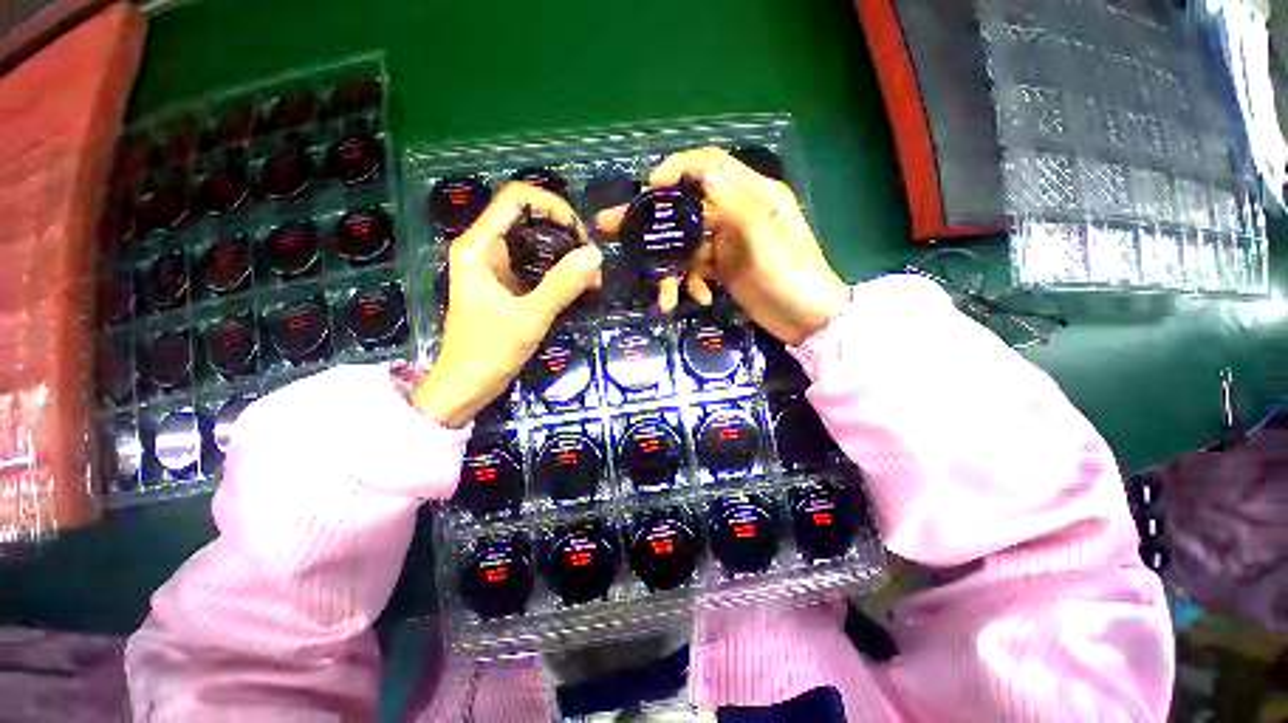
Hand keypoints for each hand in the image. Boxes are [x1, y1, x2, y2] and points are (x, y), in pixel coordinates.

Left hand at [413, 184, 602, 426]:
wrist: (465, 386)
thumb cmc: (488, 352)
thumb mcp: (528, 319)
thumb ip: (561, 286)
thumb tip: (595, 254)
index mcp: (480, 246)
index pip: (516, 198)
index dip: (552, 205)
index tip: (580, 234)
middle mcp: (485, 248)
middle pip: (529, 218)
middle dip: (565, 233)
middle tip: (591, 262)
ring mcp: (495, 267)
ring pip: (534, 242)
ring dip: (565, 254)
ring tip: (590, 278)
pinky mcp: (505, 284)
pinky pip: (535, 265)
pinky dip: (558, 271)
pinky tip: (578, 287)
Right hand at [597, 147, 849, 345]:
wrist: (808, 320)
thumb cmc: (792, 275)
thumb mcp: (764, 236)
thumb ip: (732, 202)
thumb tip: (699, 169)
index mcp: (751, 194)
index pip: (708, 164)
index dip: (676, 169)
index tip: (649, 187)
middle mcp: (735, 213)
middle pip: (686, 206)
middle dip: (653, 221)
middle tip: (612, 227)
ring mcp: (727, 243)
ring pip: (686, 245)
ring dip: (672, 269)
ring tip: (664, 296)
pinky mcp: (723, 268)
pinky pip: (695, 269)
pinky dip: (692, 283)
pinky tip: (701, 298)